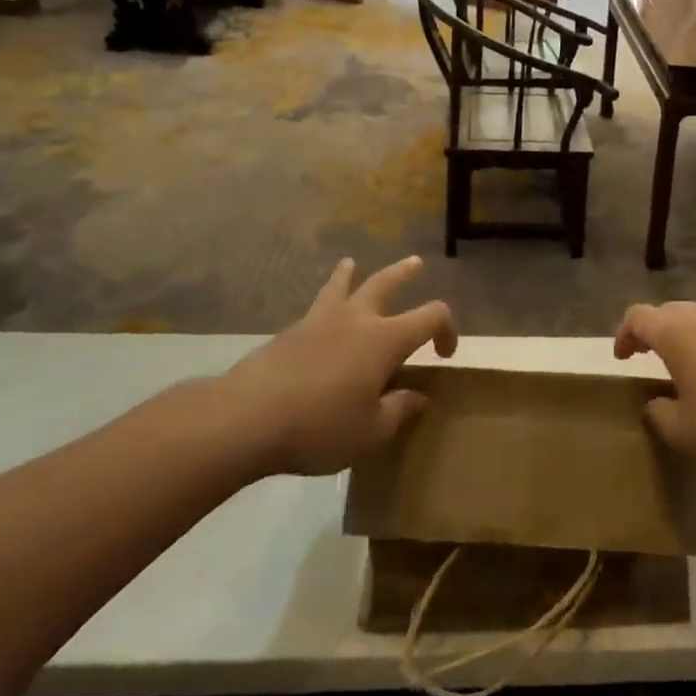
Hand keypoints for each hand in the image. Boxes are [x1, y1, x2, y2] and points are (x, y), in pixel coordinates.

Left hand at [228, 256, 456, 475]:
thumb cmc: (320, 426)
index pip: (431, 316)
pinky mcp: (290, 331)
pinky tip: (318, 314)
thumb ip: (399, 410)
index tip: (445, 352)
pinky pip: (315, 306)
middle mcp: (357, 319)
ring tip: (350, 263)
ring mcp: (320, 320)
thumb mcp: (370, 432)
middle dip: (404, 273)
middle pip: (386, 283)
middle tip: (416, 264)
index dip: (447, 328)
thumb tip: (420, 397)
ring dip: (351, 272)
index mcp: (385, 339)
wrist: (248, 417)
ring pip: (341, 284)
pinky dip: (323, 300)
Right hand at [615, 302, 695, 483]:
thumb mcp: (680, 431)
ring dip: (684, 336)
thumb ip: (656, 412)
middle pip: (668, 311)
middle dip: (653, 331)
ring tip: (684, 367)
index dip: (624, 334)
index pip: (638, 316)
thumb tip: (656, 403)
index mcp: (677, 332)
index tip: (622, 358)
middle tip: (646, 358)